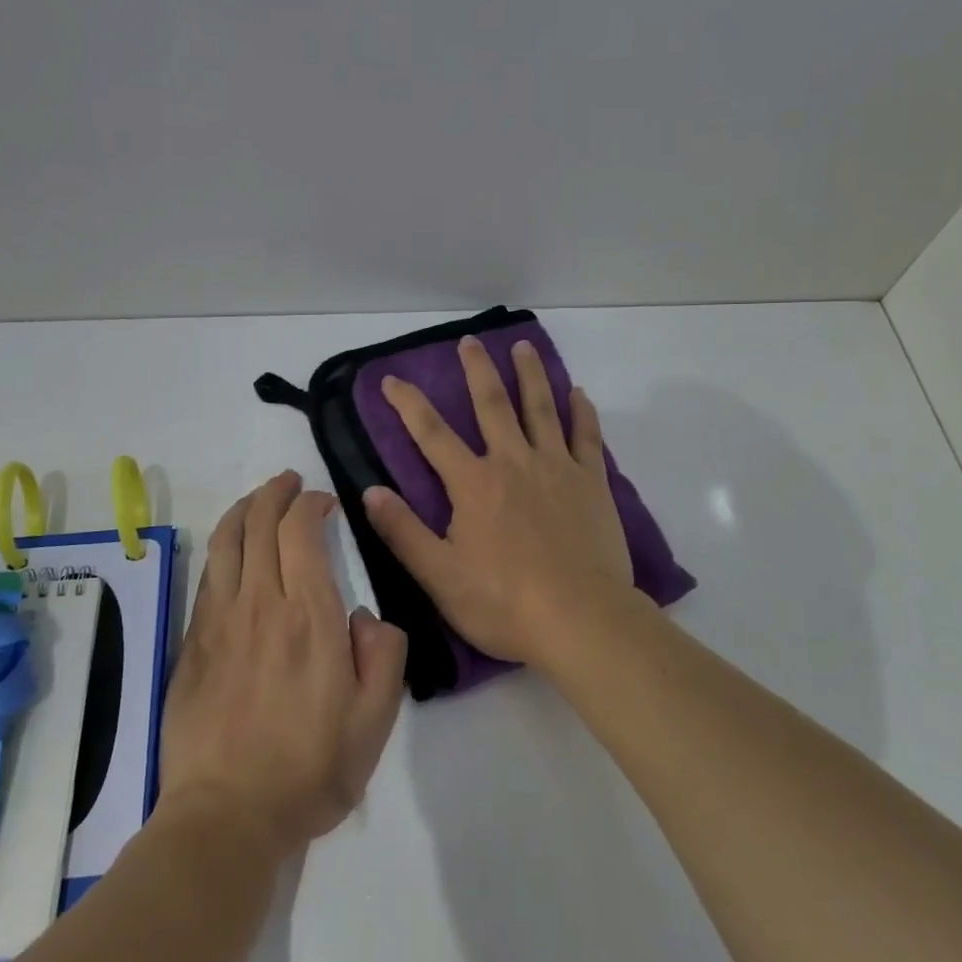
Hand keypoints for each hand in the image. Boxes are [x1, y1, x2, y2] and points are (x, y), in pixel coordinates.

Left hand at [158, 472, 407, 860]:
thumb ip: (384, 657)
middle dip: (276, 492)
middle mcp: (260, 604)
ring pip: (226, 540)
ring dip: (244, 508)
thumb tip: (366, 618)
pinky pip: (207, 574)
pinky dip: (221, 545)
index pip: (301, 532)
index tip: (325, 502)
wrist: (225, 816)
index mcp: (309, 617)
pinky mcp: (193, 642)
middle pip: (259, 523)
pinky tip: (231, 547)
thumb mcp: (375, 722)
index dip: (311, 504)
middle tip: (291, 482)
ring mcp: (220, 621)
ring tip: (260, 497)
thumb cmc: (309, 770)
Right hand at [361, 336, 636, 666]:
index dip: (408, 404)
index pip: (432, 434)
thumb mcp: (439, 575)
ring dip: (530, 374)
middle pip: (492, 405)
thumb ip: (403, 531)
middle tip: (469, 342)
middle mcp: (513, 462)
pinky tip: (579, 393)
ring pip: (541, 408)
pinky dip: (582, 412)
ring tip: (523, 346)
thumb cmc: (504, 602)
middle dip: (477, 370)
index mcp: (473, 484)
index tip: (391, 379)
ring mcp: (556, 468)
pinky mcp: (591, 482)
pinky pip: (586, 436)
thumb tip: (370, 492)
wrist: (580, 619)